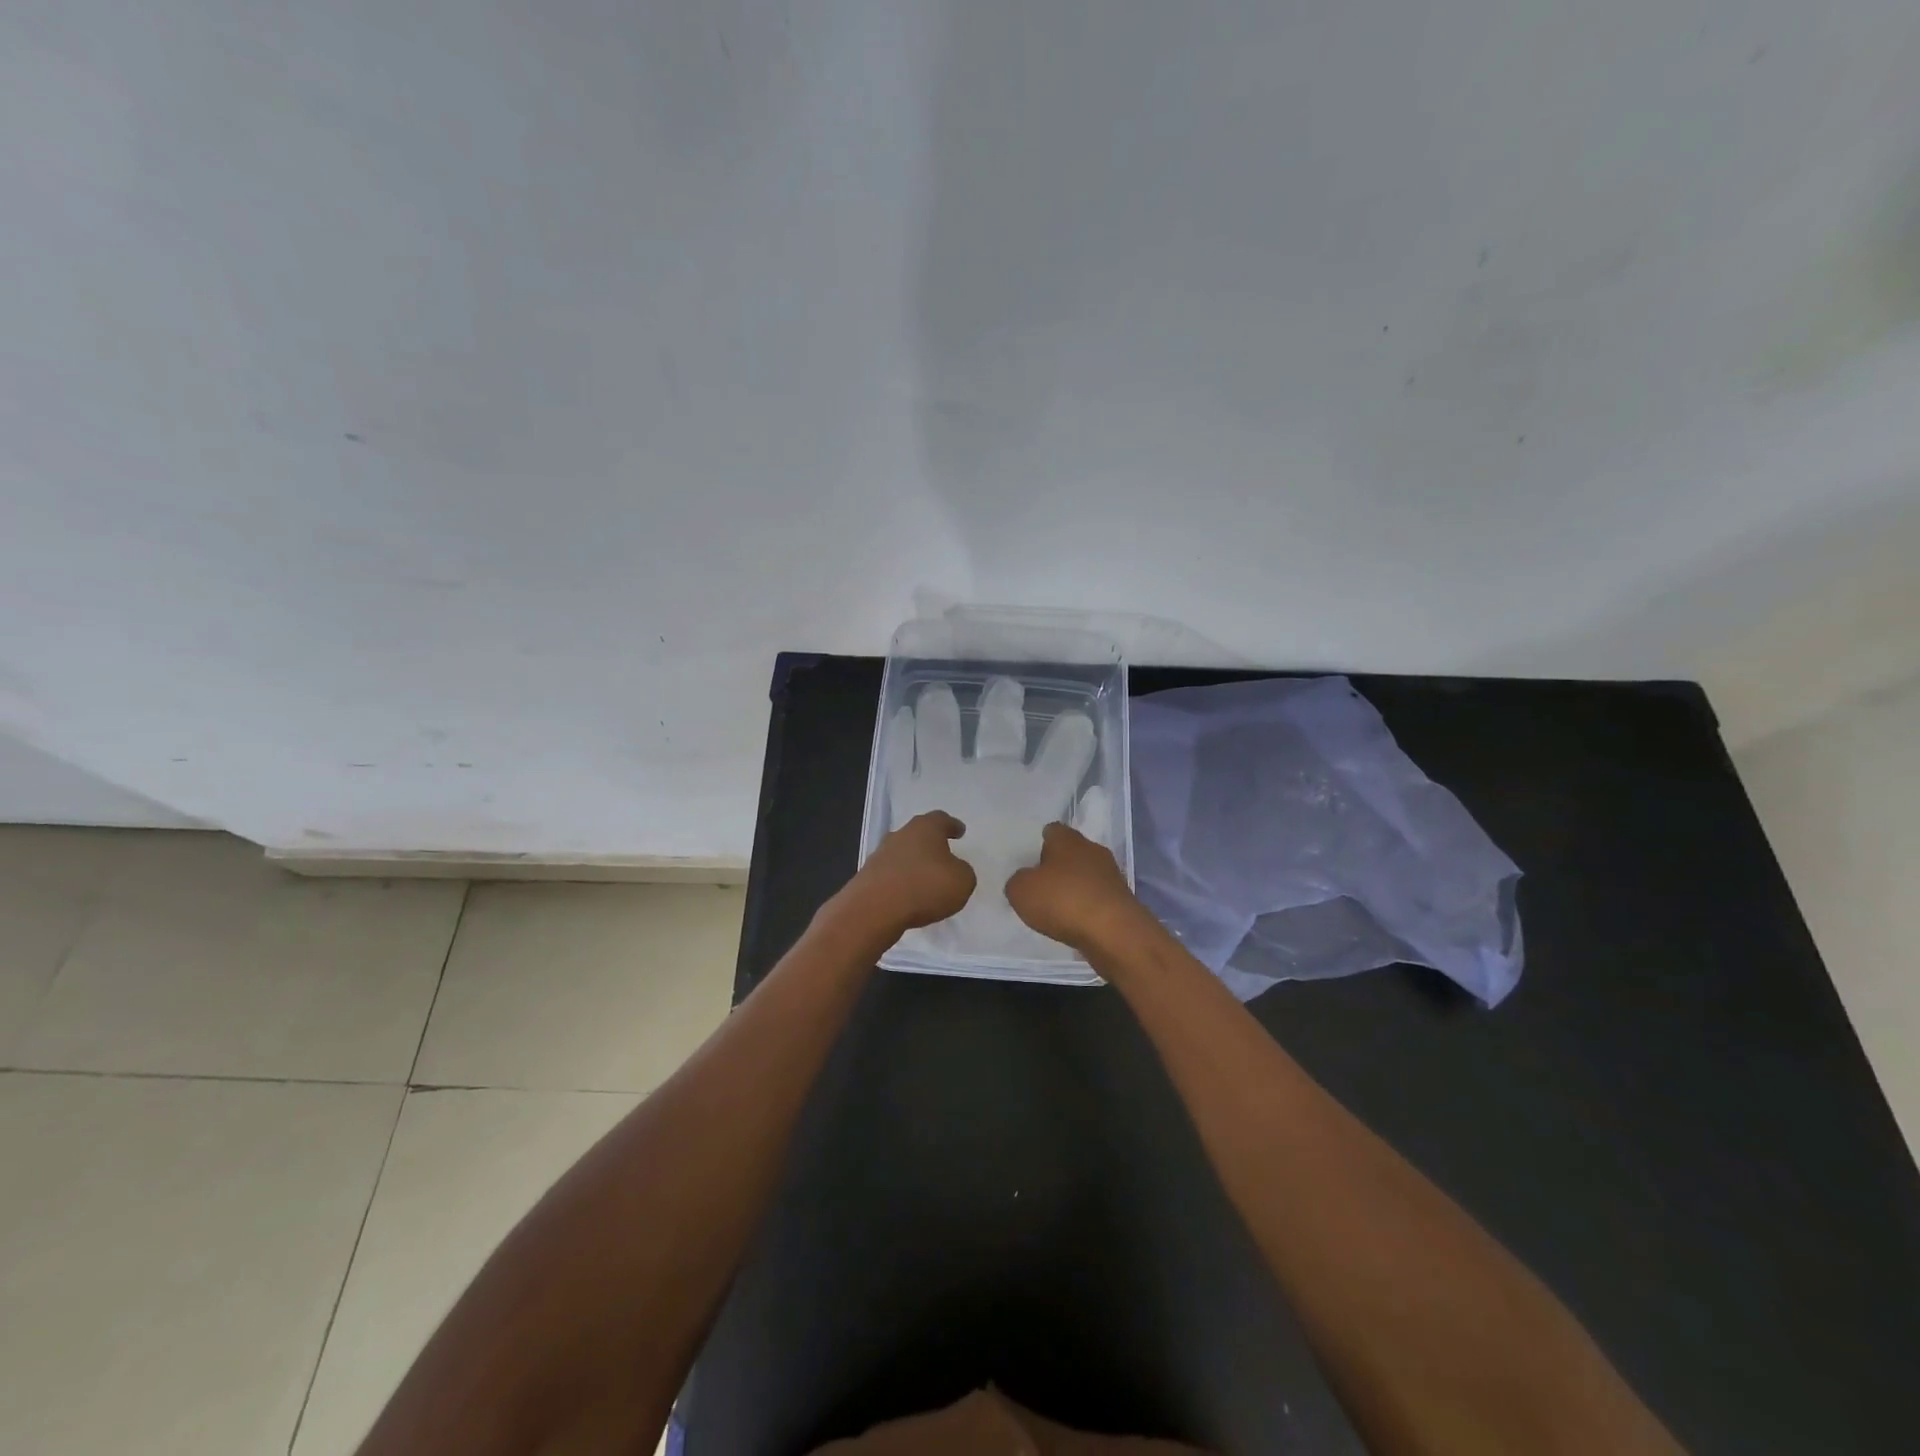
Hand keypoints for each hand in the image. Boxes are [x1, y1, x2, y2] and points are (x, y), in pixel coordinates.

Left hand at [836, 811, 978, 942]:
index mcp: (926, 828)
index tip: (960, 831)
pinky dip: (901, 881)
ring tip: (925, 878)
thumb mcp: (962, 881)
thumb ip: (962, 872)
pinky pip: (891, 874)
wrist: (874, 908)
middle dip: (930, 843)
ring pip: (902, 853)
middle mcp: (901, 835)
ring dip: (913, 863)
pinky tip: (908, 894)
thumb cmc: (925, 886)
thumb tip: (954, 870)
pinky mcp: (867, 876)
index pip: (941, 819)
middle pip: (918, 833)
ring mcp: (880, 854)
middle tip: (942, 852)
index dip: (952, 825)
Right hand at [1005, 821, 1148, 955]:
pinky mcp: (1121, 901)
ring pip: (1086, 875)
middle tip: (1040, 883)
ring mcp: (1111, 876)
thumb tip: (1024, 880)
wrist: (1113, 932)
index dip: (1040, 842)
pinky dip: (1086, 907)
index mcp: (1068, 840)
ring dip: (1074, 887)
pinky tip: (1075, 922)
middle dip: (1058, 865)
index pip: (1052, 831)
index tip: (1031, 856)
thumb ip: (1017, 881)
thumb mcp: (1021, 891)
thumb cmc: (1063, 900)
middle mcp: (1093, 851)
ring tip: (1056, 907)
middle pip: (1072, 852)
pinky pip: (1097, 898)